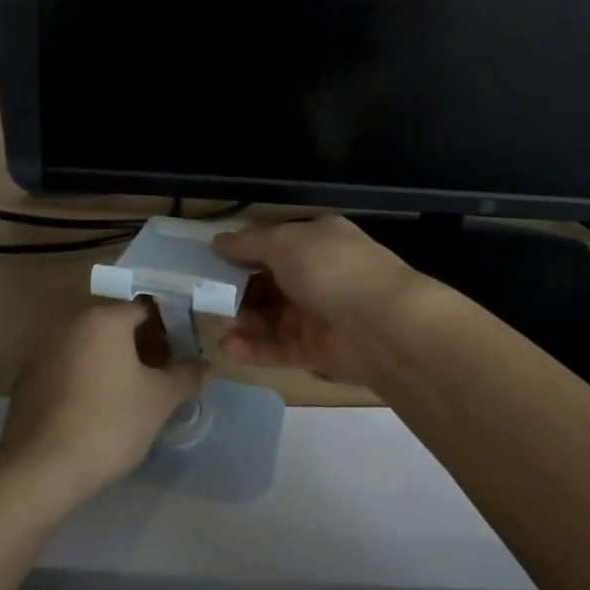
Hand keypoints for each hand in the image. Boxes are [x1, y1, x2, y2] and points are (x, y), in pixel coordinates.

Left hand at [0, 302, 207, 504]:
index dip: (168, 330)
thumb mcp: (160, 400)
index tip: (180, 357)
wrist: (41, 468)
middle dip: (141, 347)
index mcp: (104, 319)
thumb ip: (186, 377)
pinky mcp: (27, 379)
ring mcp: (43, 351)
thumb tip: (203, 367)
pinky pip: (67, 368)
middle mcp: (71, 324)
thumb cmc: (110, 423)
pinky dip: (86, 379)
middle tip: (160, 378)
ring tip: (130, 398)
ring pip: (89, 347)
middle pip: (115, 326)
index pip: (145, 310)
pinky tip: (96, 412)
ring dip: (112, 363)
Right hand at [212, 216, 429, 387]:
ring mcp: (320, 312)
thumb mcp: (284, 242)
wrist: (382, 325)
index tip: (210, 260)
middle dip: (239, 289)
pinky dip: (255, 347)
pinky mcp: (318, 350)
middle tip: (207, 296)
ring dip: (244, 319)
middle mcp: (319, 273)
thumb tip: (217, 241)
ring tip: (218, 322)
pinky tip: (228, 346)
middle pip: (270, 282)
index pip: (274, 242)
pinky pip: (280, 346)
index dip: (243, 250)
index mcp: (317, 239)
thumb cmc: (330, 269)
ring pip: (272, 316)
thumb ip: (247, 244)